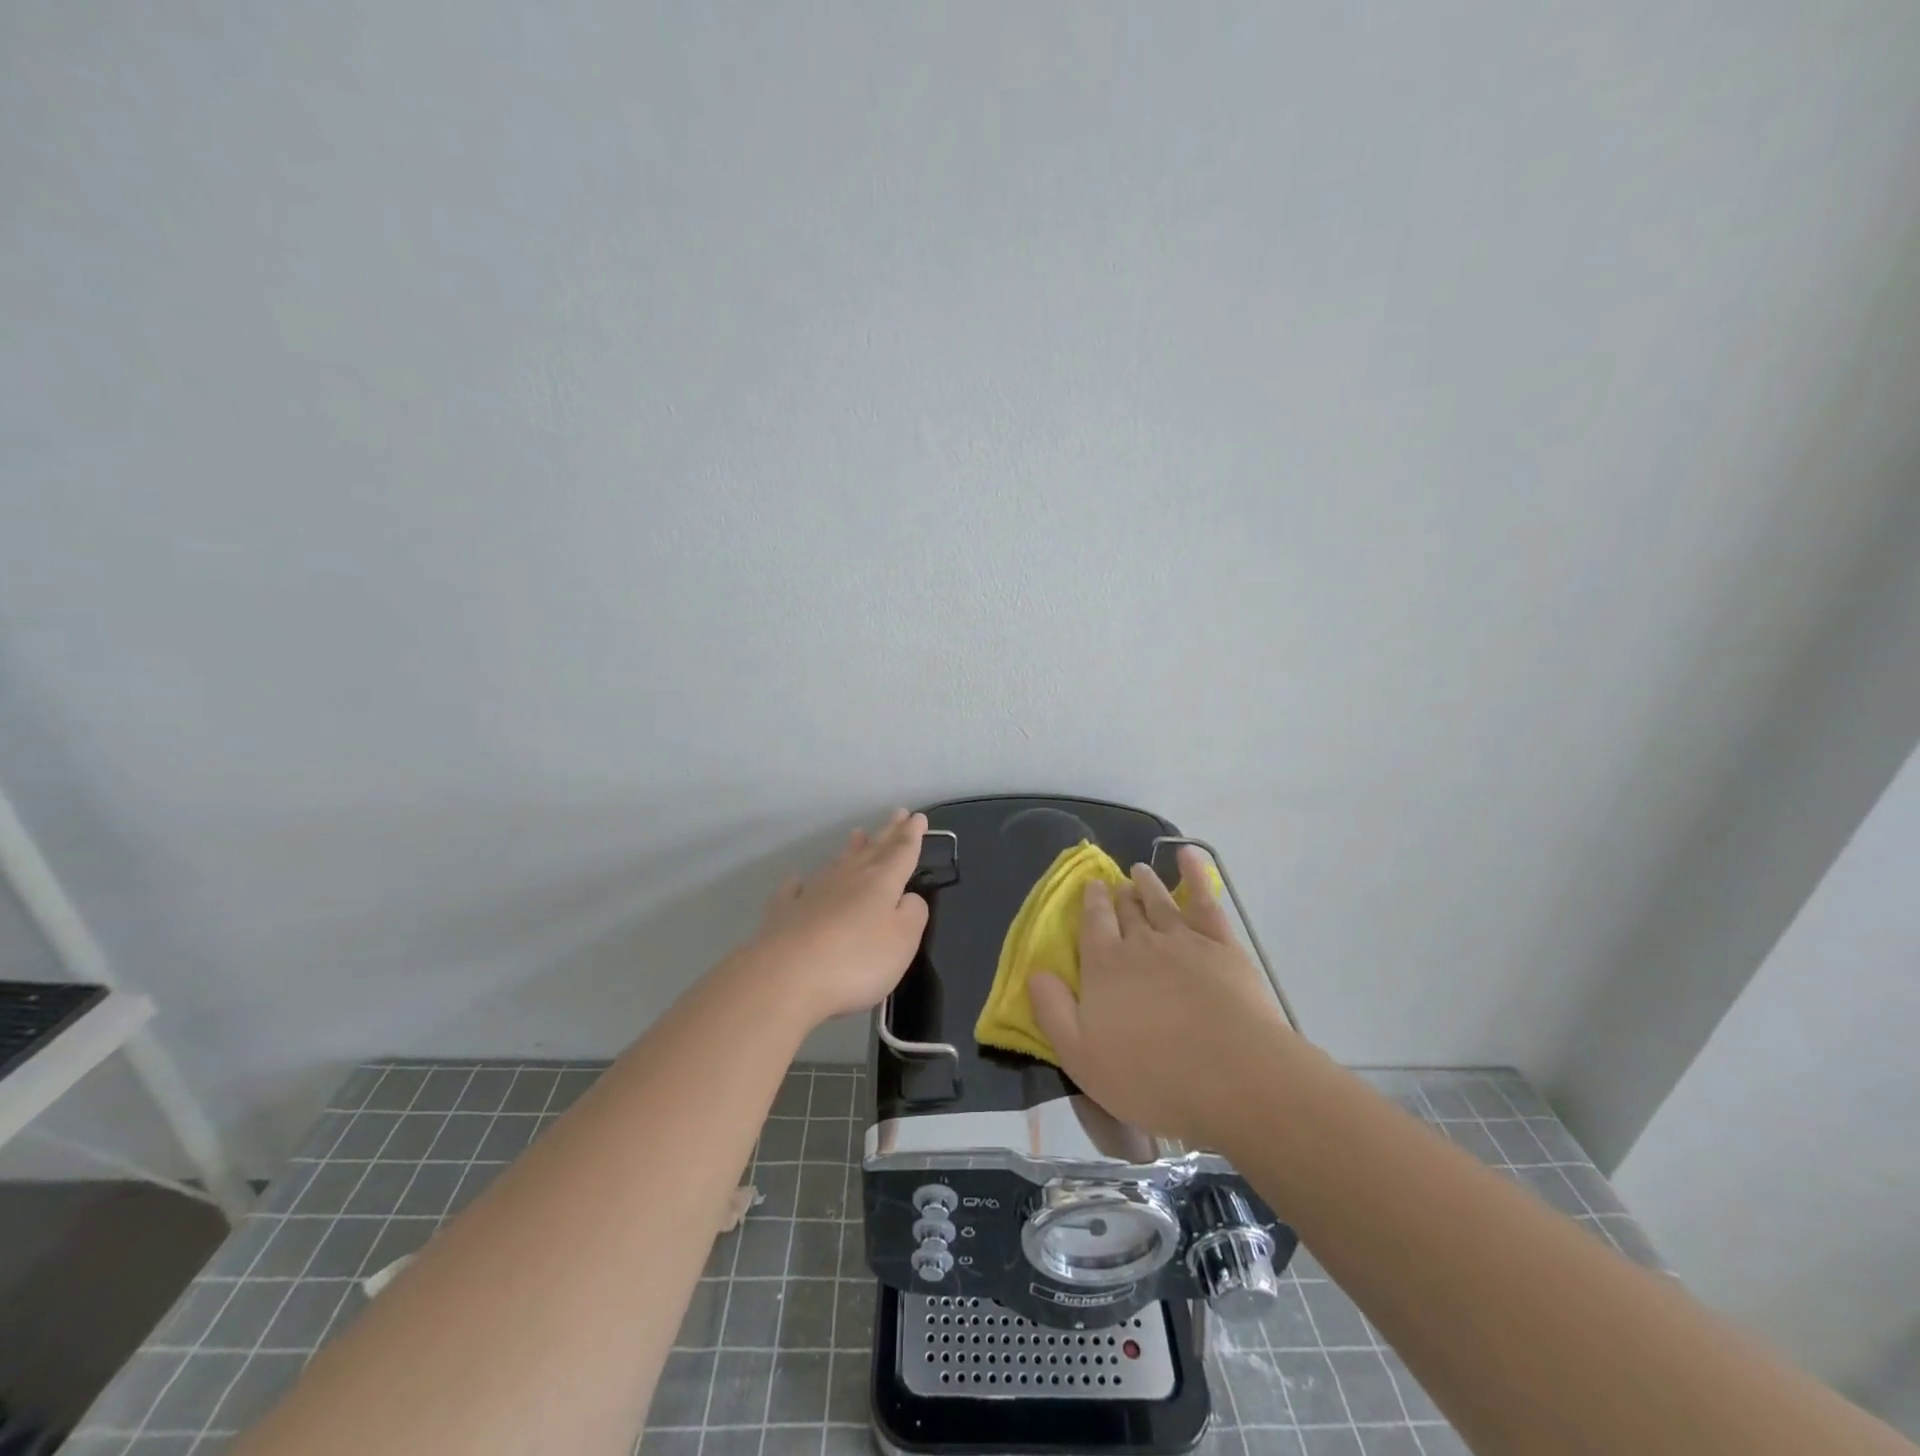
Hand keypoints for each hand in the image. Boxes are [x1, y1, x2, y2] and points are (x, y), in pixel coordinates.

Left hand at [746, 809, 930, 1025]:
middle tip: (897, 813)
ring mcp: (812, 893)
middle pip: (872, 850)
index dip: (912, 834)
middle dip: (888, 832)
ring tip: (857, 833)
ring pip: (837, 863)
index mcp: (881, 883)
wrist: (786, 977)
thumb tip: (908, 897)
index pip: (901, 851)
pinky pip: (794, 890)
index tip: (918, 816)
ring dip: (850, 848)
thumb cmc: (856, 960)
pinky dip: (800, 883)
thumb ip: (913, 914)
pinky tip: (798, 880)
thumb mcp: (903, 941)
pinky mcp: (784, 913)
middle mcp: (847, 878)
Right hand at [1029, 847, 1291, 1145]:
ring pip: (1159, 901)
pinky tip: (1190, 856)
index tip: (1090, 888)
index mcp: (1104, 966)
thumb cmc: (1151, 1076)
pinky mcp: (1222, 945)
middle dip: (1118, 895)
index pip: (1093, 924)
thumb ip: (1053, 1011)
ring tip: (1140, 871)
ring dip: (1148, 883)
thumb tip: (1035, 972)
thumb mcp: (1081, 1057)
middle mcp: (1139, 942)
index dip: (1091, 904)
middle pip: (1126, 910)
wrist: (1233, 1076)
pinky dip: (1195, 873)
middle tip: (1116, 884)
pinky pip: (1205, 899)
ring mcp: (1183, 939)